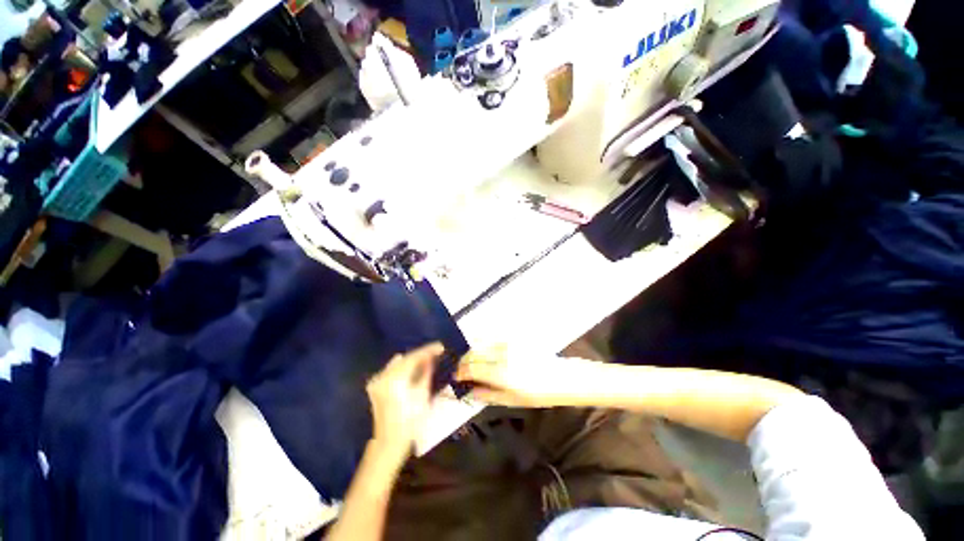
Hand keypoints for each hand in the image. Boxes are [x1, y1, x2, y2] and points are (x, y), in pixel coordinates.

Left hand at [366, 342, 443, 460]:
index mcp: (395, 378)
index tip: (441, 346)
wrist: (390, 442)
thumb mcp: (422, 394)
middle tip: (435, 353)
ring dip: (412, 361)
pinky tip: (413, 369)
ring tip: (426, 360)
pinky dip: (403, 368)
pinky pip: (391, 370)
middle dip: (421, 355)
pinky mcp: (375, 387)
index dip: (428, 350)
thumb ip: (426, 372)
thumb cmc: (410, 421)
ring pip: (398, 364)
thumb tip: (431, 358)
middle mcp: (383, 376)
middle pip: (406, 359)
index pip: (414, 357)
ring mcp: (377, 381)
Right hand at [455, 345, 598, 407]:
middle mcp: (502, 355)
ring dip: (472, 350)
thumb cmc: (537, 394)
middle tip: (461, 369)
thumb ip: (486, 395)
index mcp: (501, 374)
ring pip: (481, 342)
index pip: (471, 368)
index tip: (455, 376)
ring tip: (470, 360)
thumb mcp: (510, 401)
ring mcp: (508, 343)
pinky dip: (482, 342)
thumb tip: (466, 391)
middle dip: (463, 360)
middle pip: (473, 353)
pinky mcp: (513, 337)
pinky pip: (491, 337)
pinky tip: (483, 351)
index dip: (460, 371)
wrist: (559, 377)